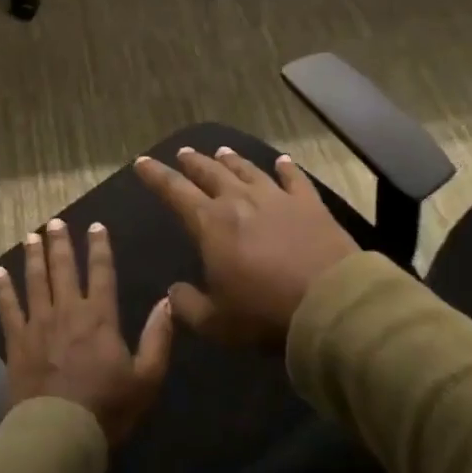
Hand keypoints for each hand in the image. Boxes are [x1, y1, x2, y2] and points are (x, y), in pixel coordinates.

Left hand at [0, 218, 173, 445]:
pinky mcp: (16, 342)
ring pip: (35, 280)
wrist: (59, 433)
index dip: (99, 247)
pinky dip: (2, 289)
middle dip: (61, 243)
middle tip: (56, 222)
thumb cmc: (107, 408)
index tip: (95, 226)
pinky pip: (7, 308)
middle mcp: (68, 311)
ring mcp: (38, 324)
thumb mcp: (147, 378)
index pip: (102, 272)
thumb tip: (168, 302)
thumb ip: (158, 338)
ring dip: (33, 256)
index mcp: (101, 317)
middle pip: (63, 269)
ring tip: (31, 235)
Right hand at [134, 146, 359, 348]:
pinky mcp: (310, 204)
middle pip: (211, 173)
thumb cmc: (264, 313)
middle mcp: (240, 201)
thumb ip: (187, 306)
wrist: (329, 303)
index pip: (175, 191)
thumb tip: (173, 292)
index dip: (156, 176)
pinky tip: (281, 160)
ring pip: (248, 170)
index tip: (142, 162)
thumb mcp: (215, 322)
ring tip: (221, 151)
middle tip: (183, 153)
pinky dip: (286, 168)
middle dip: (193, 162)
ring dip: (232, 160)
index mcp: (210, 224)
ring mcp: (277, 198)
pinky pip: (294, 178)